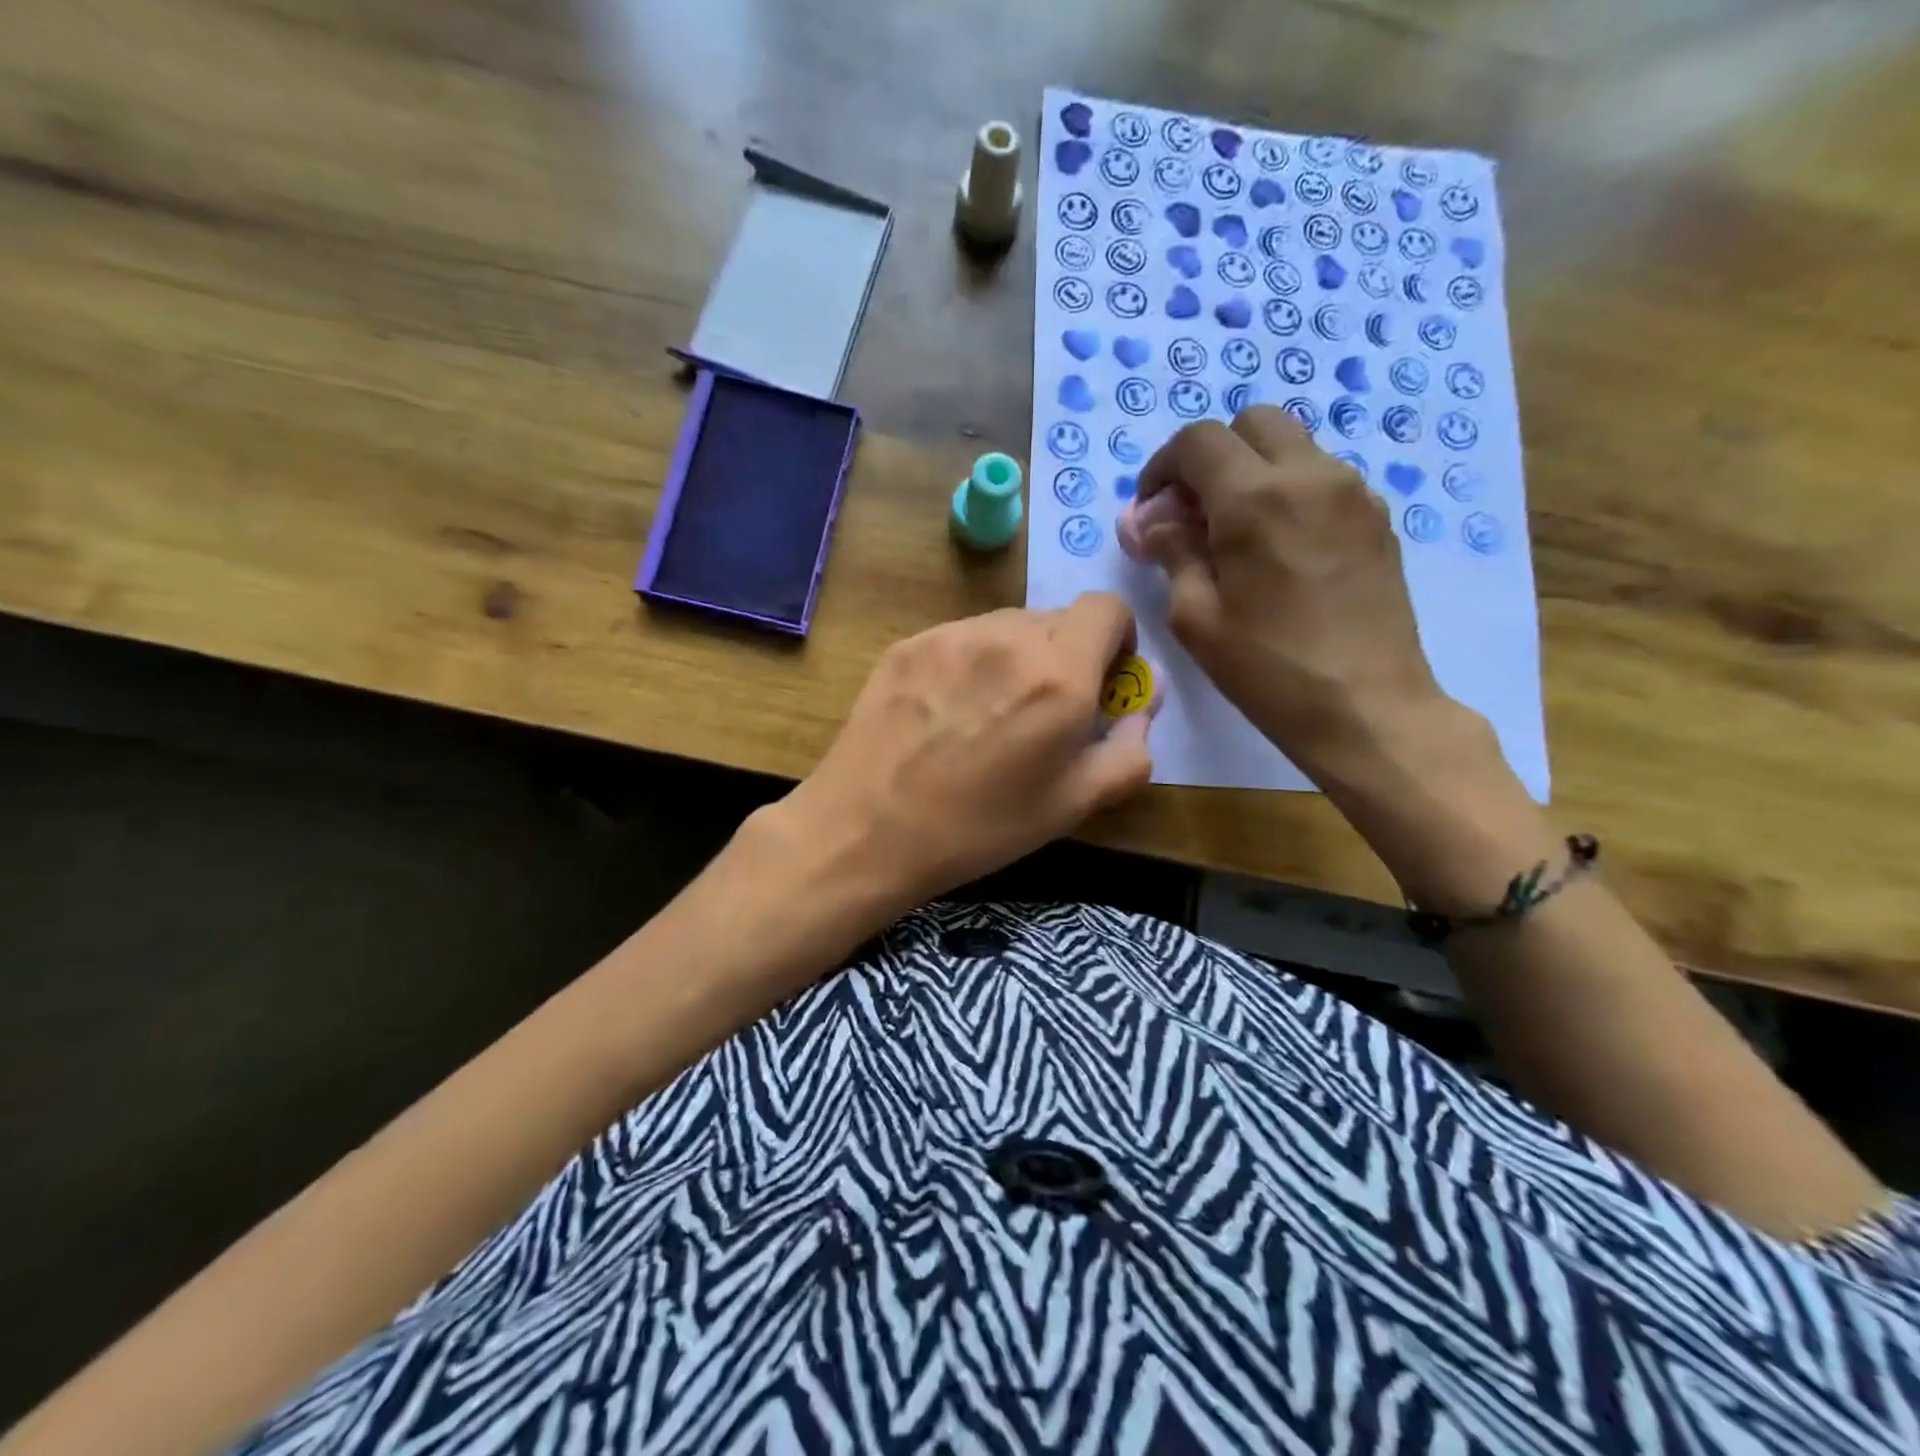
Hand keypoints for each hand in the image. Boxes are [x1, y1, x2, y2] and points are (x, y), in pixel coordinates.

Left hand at [782, 596, 1154, 908]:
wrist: (867, 828)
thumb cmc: (980, 827)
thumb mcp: (1073, 805)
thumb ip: (1130, 750)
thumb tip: (1145, 703)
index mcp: (1059, 675)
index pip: (1107, 607)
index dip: (1116, 637)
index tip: (1103, 678)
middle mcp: (1008, 637)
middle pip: (1058, 618)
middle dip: (1068, 654)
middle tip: (1044, 710)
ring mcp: (952, 635)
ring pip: (1008, 625)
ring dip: (1019, 657)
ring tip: (990, 713)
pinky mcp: (910, 643)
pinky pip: (962, 638)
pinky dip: (973, 662)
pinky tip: (947, 712)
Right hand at [1121, 407, 1444, 781]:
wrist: (1367, 706)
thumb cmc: (1267, 668)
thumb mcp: (1196, 617)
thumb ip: (1172, 553)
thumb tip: (1152, 521)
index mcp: (1255, 499)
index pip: (1198, 441)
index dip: (1163, 467)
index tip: (1152, 508)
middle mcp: (1310, 476)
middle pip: (1252, 423)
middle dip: (1212, 456)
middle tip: (1194, 512)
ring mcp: (1353, 493)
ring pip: (1292, 446)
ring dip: (1252, 471)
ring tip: (1236, 534)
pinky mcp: (1378, 517)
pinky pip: (1322, 478)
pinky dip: (1289, 492)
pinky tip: (1279, 549)